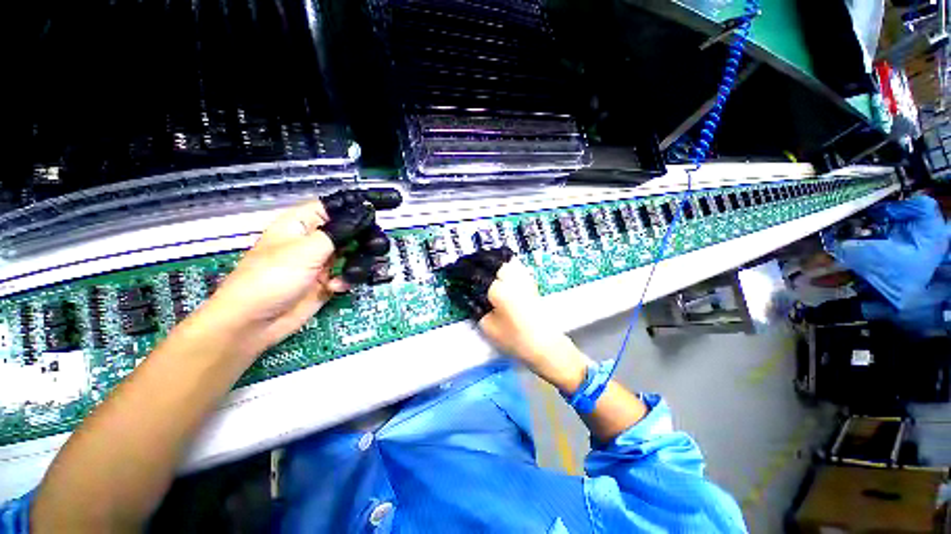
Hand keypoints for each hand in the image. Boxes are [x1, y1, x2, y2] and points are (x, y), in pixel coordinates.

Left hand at [202, 189, 401, 353]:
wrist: (255, 324)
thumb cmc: (270, 278)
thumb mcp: (306, 250)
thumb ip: (340, 231)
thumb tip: (364, 211)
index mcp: (304, 223)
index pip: (337, 206)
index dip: (360, 204)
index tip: (386, 204)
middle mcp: (317, 239)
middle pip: (354, 230)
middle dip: (366, 239)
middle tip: (375, 247)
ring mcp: (324, 261)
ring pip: (357, 253)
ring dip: (358, 264)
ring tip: (348, 274)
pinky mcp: (330, 280)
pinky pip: (351, 274)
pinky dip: (348, 280)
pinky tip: (334, 287)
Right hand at [445, 248, 568, 367]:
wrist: (544, 344)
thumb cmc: (514, 340)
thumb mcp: (488, 326)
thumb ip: (472, 305)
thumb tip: (459, 291)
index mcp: (499, 291)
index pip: (474, 273)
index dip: (460, 270)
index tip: (449, 270)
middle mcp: (511, 278)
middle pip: (488, 259)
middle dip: (471, 259)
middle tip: (460, 265)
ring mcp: (522, 276)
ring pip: (501, 256)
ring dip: (485, 256)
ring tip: (474, 262)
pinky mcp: (529, 279)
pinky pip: (512, 261)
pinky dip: (499, 258)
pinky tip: (494, 264)